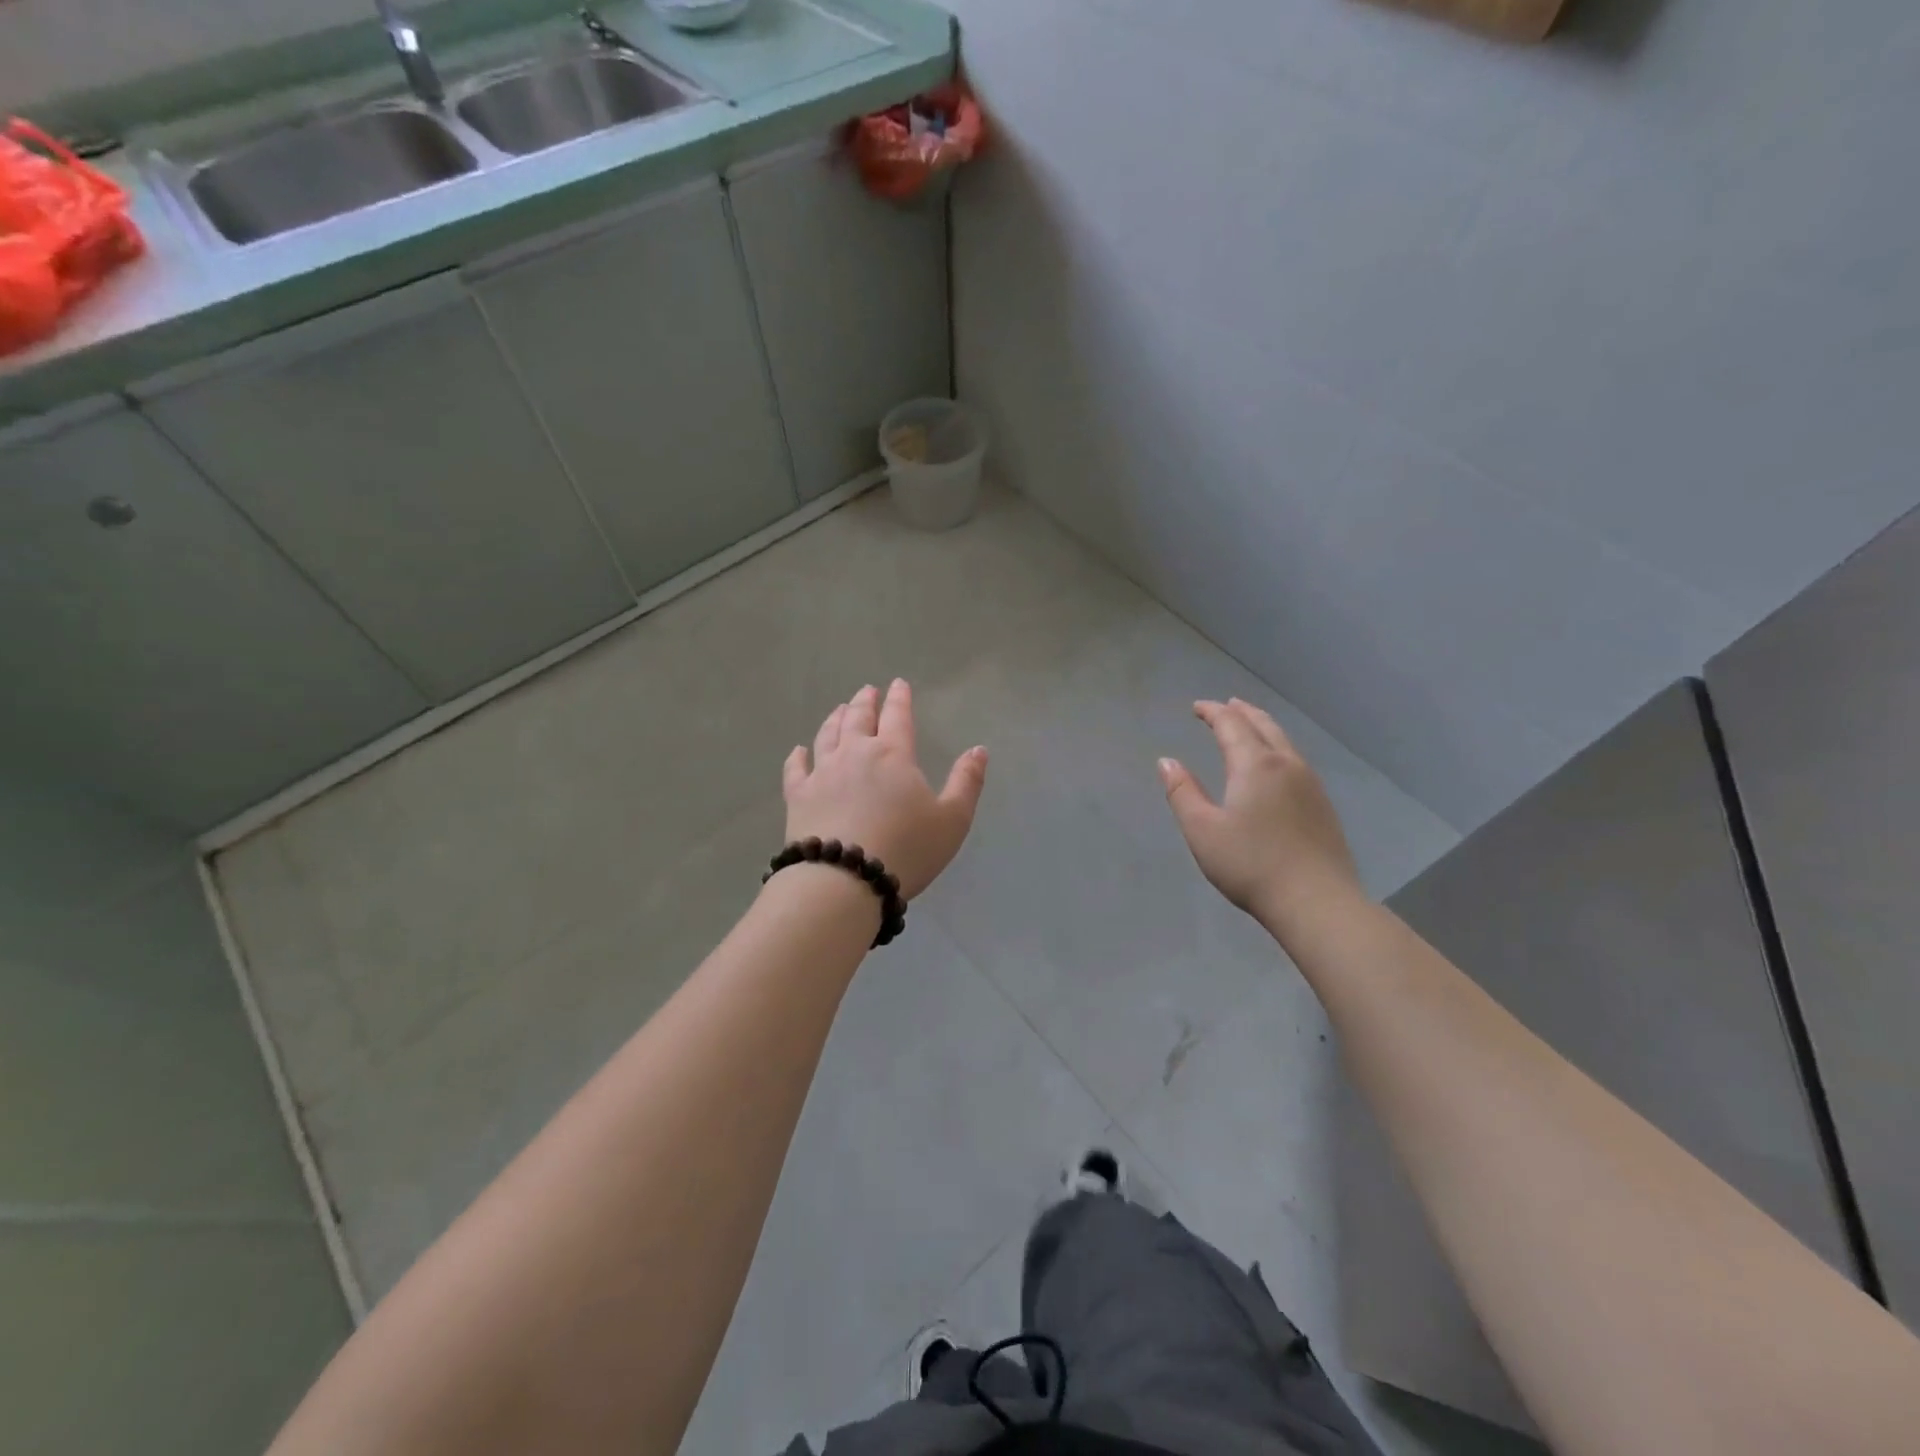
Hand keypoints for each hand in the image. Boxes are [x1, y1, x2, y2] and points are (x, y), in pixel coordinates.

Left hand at [783, 681, 987, 899]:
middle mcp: (855, 754)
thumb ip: (966, 782)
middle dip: (865, 702)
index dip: (900, 698)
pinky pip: (795, 768)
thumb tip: (978, 750)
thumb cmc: (906, 850)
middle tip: (867, 691)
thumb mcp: (952, 820)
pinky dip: (798, 756)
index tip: (898, 684)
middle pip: (859, 719)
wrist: (844, 881)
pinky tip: (799, 751)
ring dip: (835, 719)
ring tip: (839, 710)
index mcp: (894, 755)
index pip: (898, 716)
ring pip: (827, 736)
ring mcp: (822, 773)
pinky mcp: (798, 797)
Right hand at [1159, 698, 1362, 932]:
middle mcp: (1286, 765)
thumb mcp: (1202, 830)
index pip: (1231, 725)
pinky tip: (1275, 765)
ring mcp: (1310, 784)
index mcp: (1255, 765)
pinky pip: (1296, 760)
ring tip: (1250, 726)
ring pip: (1284, 742)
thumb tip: (1166, 761)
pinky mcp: (1323, 805)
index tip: (1197, 707)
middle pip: (1264, 725)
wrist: (1316, 901)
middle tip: (1226, 705)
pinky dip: (1278, 748)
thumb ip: (1182, 792)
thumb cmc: (1250, 864)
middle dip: (1242, 712)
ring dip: (1263, 727)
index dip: (1213, 712)